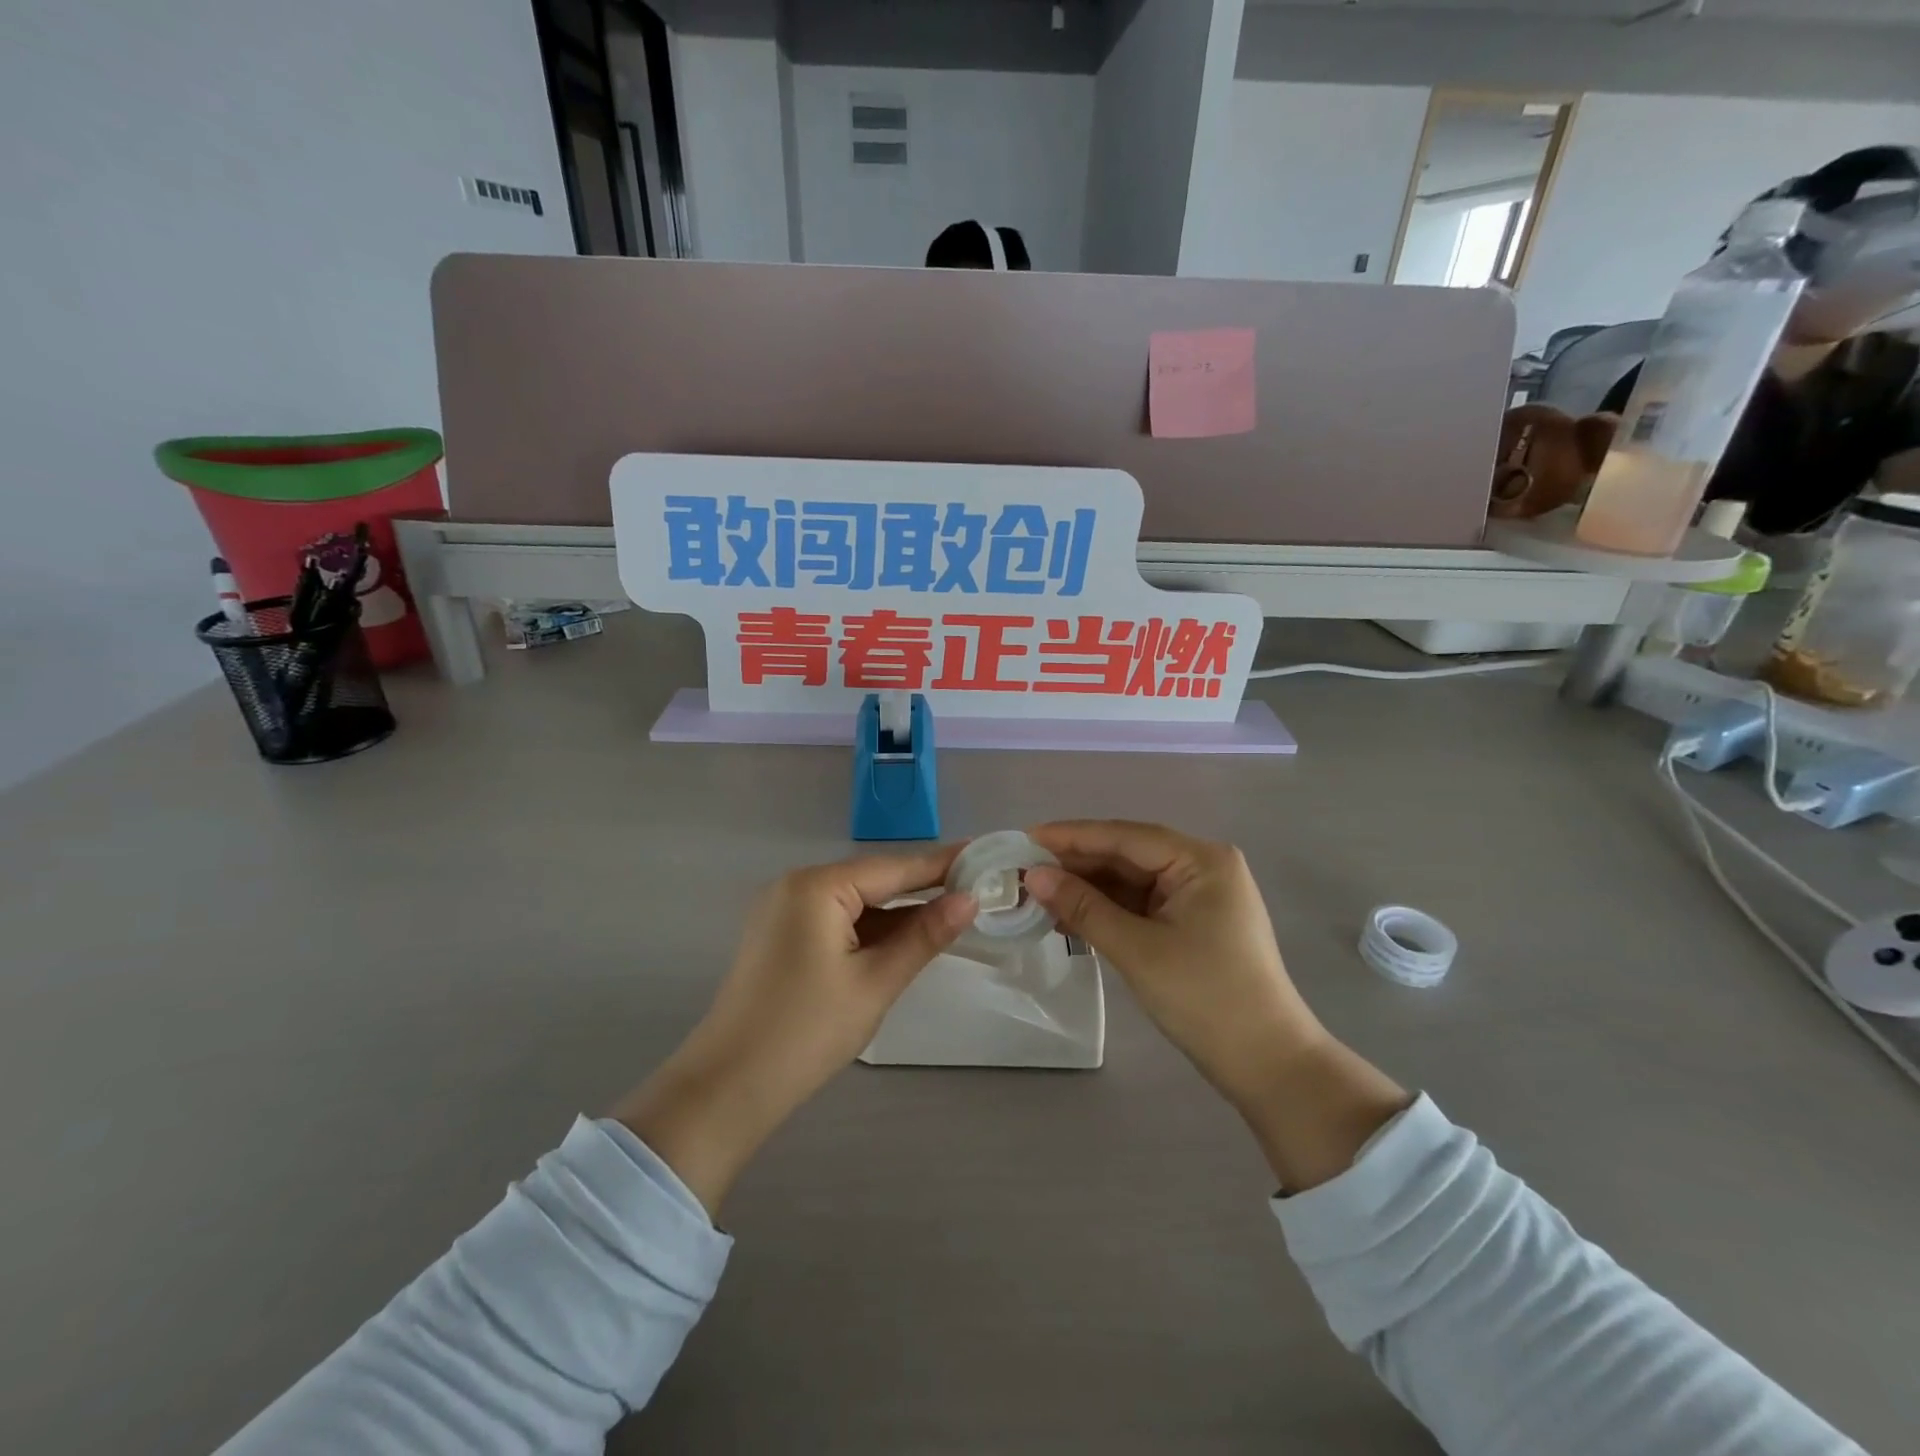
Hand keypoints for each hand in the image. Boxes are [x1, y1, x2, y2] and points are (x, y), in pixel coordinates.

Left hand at [615, 846, 975, 1216]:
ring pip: (855, 902)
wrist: (728, 1088)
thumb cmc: (808, 1032)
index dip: (942, 864)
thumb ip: (924, 936)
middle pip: (873, 880)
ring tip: (950, 912)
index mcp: (817, 887)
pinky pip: (836, 920)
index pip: (893, 868)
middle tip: (976, 887)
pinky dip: (869, 929)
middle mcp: (797, 886)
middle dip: (922, 888)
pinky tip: (903, 937)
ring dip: (897, 912)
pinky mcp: (780, 936)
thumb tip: (969, 900)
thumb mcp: (875, 982)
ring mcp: (783, 910)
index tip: (984, 854)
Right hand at [1025, 821, 1407, 1190]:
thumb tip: (1033, 876)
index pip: (1125, 836)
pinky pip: (1141, 905)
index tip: (1024, 839)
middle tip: (1023, 871)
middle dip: (1076, 865)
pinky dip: (1108, 910)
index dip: (1072, 836)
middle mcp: (1203, 867)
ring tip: (1038, 895)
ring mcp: (1200, 896)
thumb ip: (1083, 907)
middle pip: (1127, 855)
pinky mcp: (1194, 923)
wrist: (1268, 1064)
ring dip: (1088, 889)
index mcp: (1201, 860)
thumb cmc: (1206, 998)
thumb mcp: (1137, 950)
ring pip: (1131, 881)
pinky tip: (1071, 916)